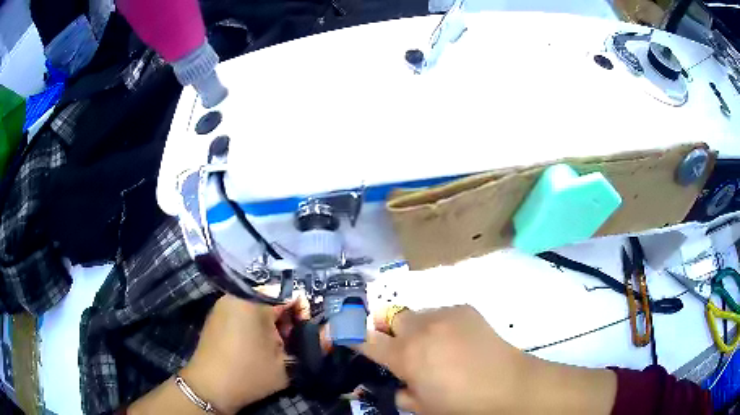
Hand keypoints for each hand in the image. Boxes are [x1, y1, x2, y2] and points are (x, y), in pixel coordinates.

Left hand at [181, 294, 309, 413]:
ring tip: (278, 346)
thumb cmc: (249, 373)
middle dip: (287, 319)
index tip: (309, 331)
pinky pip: (243, 311)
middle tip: (293, 342)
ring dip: (273, 323)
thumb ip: (311, 347)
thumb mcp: (286, 364)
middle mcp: (237, 296)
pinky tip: (260, 345)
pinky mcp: (217, 317)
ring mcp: (224, 305)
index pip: (289, 293)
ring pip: (257, 306)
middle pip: (272, 298)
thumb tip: (329, 335)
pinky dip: (256, 324)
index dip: (304, 311)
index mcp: (254, 301)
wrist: (210, 388)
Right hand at [356, 305, 616, 414]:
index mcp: (406, 355)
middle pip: (391, 316)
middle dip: (390, 330)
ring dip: (417, 328)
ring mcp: (446, 314)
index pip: (366, 339)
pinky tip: (457, 341)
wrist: (508, 385)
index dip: (351, 335)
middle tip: (402, 347)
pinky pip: (442, 313)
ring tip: (436, 347)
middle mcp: (422, 328)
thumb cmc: (461, 403)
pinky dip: (441, 325)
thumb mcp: (422, 407)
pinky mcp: (466, 308)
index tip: (343, 333)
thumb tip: (395, 383)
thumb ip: (401, 392)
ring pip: (417, 314)